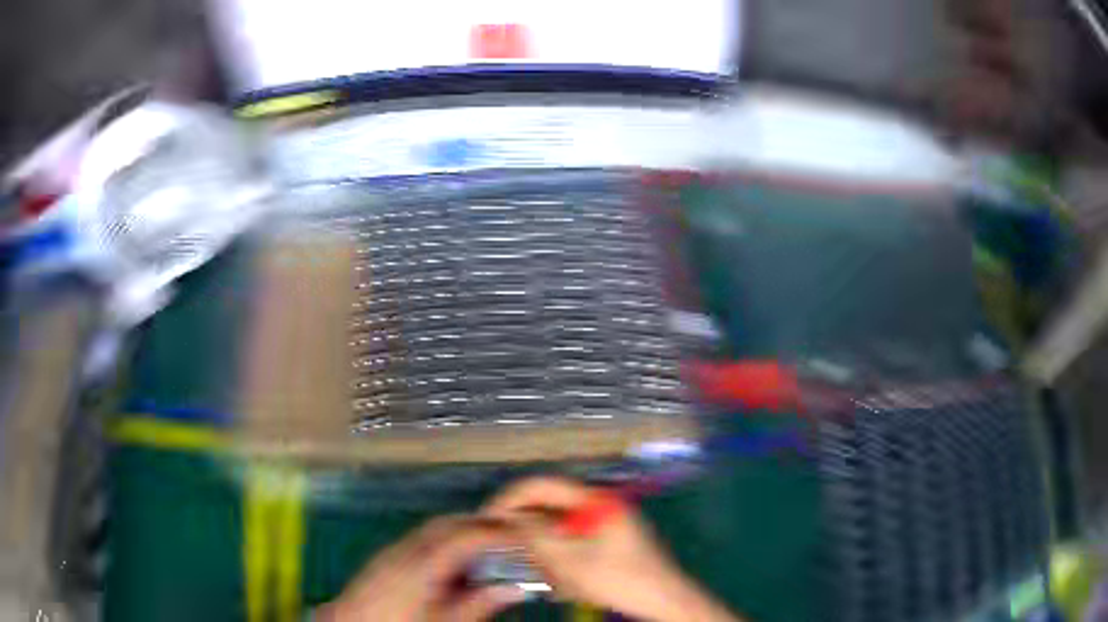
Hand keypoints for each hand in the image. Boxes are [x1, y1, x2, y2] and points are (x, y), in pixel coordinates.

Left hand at [317, 515, 525, 621]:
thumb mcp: (442, 621)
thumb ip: (476, 604)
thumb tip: (511, 589)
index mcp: (420, 566)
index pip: (463, 536)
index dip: (496, 531)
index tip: (523, 533)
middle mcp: (404, 550)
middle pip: (447, 524)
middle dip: (480, 525)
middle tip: (510, 537)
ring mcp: (391, 551)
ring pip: (432, 529)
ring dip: (462, 532)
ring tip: (487, 549)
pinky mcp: (384, 558)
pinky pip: (420, 538)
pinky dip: (443, 541)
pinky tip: (453, 562)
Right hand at [482, 477, 740, 621]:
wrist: (664, 599)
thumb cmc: (620, 579)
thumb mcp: (571, 560)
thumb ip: (536, 534)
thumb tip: (507, 517)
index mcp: (593, 500)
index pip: (540, 485)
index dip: (510, 499)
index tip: (488, 520)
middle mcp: (598, 505)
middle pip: (549, 512)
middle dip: (535, 540)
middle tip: (527, 563)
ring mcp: (604, 525)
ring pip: (559, 534)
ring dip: (551, 559)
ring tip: (559, 584)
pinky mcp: (608, 543)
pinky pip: (573, 548)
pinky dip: (565, 566)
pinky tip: (571, 588)